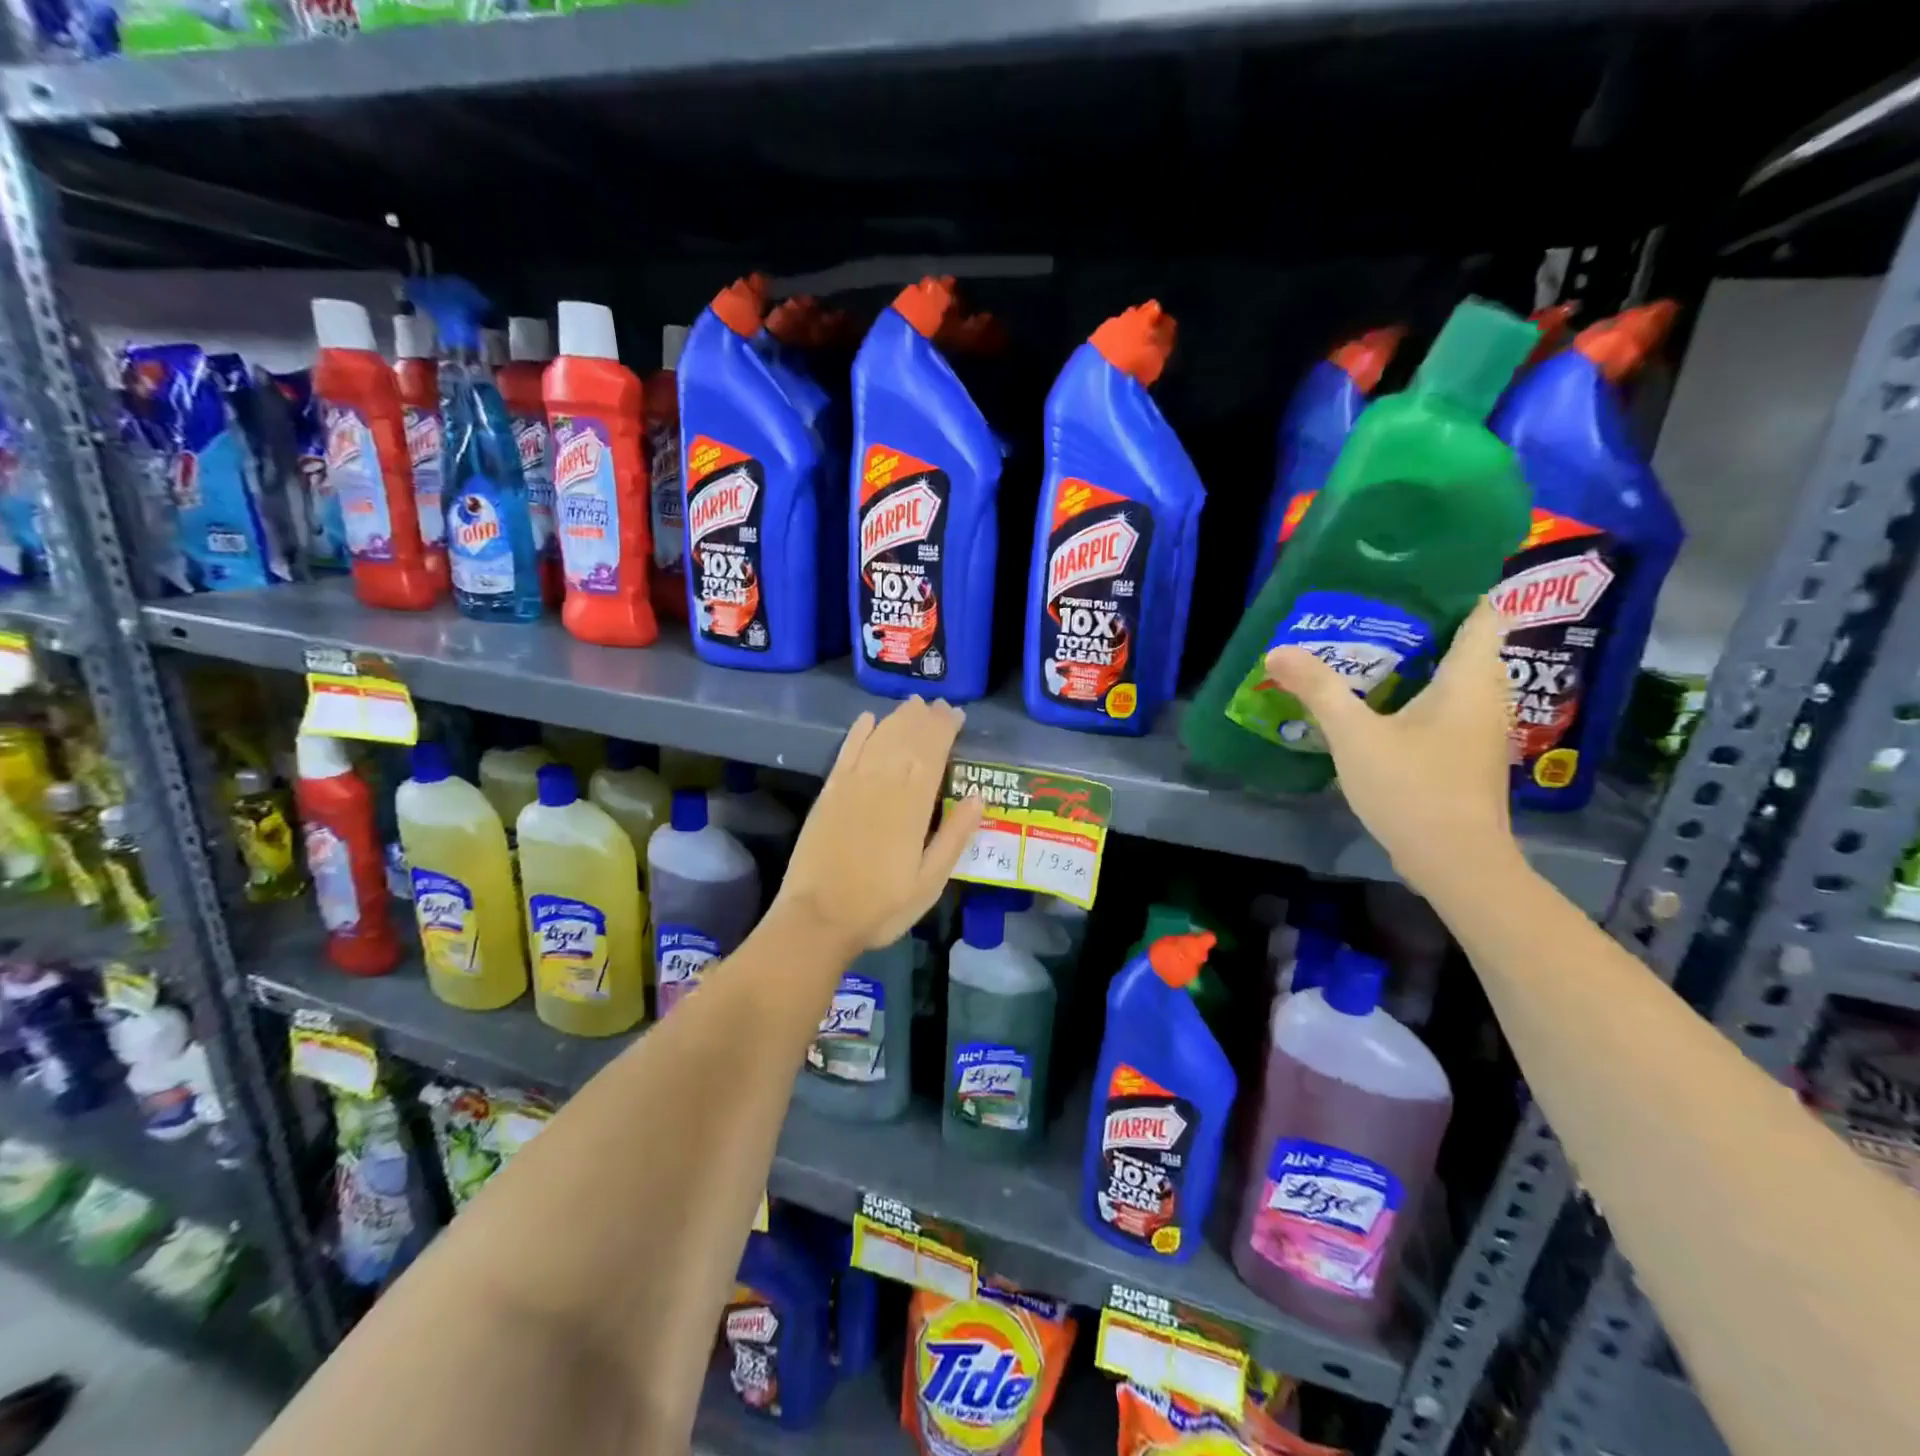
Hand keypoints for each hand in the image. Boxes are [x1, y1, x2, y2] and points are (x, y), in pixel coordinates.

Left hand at [772, 697, 983, 954]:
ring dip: (898, 719)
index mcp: (912, 804)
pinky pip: (847, 751)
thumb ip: (954, 836)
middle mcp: (882, 783)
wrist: (817, 918)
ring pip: (879, 738)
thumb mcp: (930, 881)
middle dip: (925, 718)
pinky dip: (859, 732)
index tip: (957, 714)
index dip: (945, 729)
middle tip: (940, 706)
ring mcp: (852, 784)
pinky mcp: (829, 792)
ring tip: (913, 706)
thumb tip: (976, 797)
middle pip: (907, 738)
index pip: (932, 752)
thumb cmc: (881, 905)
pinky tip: (868, 719)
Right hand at [1265, 600, 1520, 893]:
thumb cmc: (1412, 787)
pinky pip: (1447, 707)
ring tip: (1367, 652)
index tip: (1409, 578)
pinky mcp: (1468, 755)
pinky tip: (1380, 705)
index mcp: (1470, 678)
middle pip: (1465, 643)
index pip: (1482, 612)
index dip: (1454, 588)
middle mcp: (1486, 696)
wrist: (1454, 861)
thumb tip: (1278, 650)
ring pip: (1455, 678)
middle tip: (1369, 613)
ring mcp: (1481, 729)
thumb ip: (1319, 689)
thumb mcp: (1355, 735)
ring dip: (1418, 664)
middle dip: (1422, 625)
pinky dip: (1419, 696)